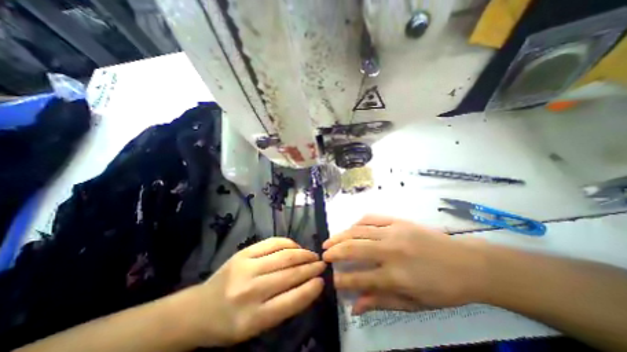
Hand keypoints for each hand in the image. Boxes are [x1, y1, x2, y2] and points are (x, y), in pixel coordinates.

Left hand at [186, 236, 325, 346]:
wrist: (198, 309)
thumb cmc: (229, 323)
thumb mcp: (256, 326)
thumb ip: (282, 307)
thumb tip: (308, 285)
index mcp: (252, 319)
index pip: (291, 301)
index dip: (310, 289)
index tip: (322, 281)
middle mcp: (250, 290)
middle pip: (289, 275)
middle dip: (310, 268)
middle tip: (322, 264)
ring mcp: (246, 267)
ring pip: (284, 256)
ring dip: (303, 254)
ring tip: (313, 255)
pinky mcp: (244, 252)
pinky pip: (272, 243)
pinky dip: (288, 243)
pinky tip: (296, 247)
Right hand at [323, 215, 489, 315]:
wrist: (467, 262)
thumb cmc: (443, 288)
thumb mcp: (415, 303)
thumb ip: (382, 302)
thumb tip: (356, 306)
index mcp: (396, 276)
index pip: (360, 278)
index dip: (342, 280)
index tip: (332, 281)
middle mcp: (391, 251)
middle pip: (354, 248)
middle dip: (335, 252)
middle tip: (323, 255)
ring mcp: (394, 232)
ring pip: (359, 231)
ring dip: (340, 235)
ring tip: (329, 241)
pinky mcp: (398, 221)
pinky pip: (371, 218)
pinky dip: (357, 223)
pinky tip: (351, 228)